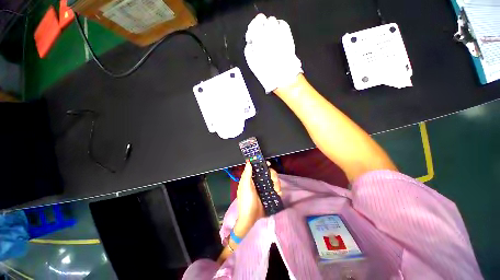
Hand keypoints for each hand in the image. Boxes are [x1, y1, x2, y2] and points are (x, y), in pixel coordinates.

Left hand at [234, 161, 281, 236]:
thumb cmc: (246, 201)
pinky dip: (278, 190)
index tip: (268, 164)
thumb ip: (247, 174)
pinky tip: (277, 194)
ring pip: (274, 180)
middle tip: (274, 181)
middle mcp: (259, 181)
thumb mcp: (245, 186)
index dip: (264, 165)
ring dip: (277, 184)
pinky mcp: (270, 194)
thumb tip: (249, 162)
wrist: (251, 218)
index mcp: (252, 178)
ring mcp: (265, 188)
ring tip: (276, 190)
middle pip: (269, 173)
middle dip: (273, 176)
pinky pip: (277, 189)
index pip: (259, 168)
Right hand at [244, 14, 302, 92]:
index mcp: (259, 38)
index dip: (252, 29)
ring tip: (269, 38)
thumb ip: (248, 50)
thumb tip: (250, 44)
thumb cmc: (266, 71)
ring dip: (270, 28)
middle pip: (264, 21)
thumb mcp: (252, 63)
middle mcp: (270, 32)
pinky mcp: (288, 36)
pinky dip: (279, 27)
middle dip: (261, 28)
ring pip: (273, 21)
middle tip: (261, 38)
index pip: (254, 24)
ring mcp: (280, 33)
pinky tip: (277, 36)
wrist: (282, 76)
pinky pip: (283, 25)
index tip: (251, 37)